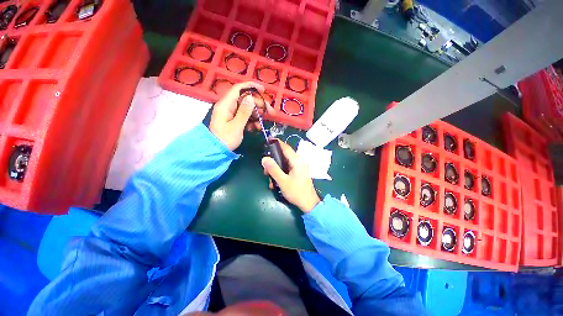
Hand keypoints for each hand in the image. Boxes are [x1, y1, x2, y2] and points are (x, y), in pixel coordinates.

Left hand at [210, 82, 272, 150]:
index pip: (238, 89)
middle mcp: (228, 106)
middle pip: (245, 99)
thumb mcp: (236, 126)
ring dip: (256, 115)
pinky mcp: (233, 120)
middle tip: (270, 112)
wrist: (216, 151)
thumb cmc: (225, 139)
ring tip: (261, 125)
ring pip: (246, 109)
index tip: (264, 91)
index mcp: (226, 105)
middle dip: (258, 105)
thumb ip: (244, 112)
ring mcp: (231, 113)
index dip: (251, 87)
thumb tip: (251, 97)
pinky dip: (251, 121)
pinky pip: (245, 116)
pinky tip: (255, 128)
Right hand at [261, 140, 319, 212]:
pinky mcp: (298, 171)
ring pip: (284, 163)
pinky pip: (287, 168)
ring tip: (271, 180)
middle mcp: (299, 161)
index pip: (285, 147)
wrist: (308, 203)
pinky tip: (276, 182)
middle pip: (283, 155)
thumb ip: (273, 169)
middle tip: (266, 172)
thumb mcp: (283, 181)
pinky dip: (280, 173)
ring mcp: (299, 166)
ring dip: (276, 169)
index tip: (267, 141)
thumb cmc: (296, 192)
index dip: (276, 143)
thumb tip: (264, 158)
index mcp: (297, 161)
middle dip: (273, 162)